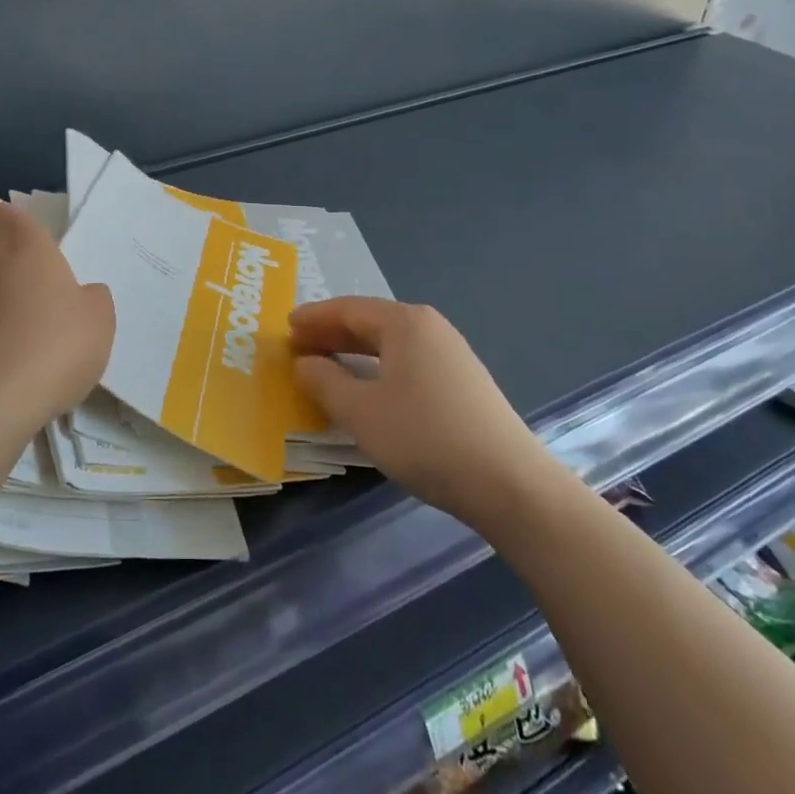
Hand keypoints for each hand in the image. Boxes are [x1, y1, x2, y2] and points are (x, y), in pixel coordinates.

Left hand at [0, 201, 114, 448]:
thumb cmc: (51, 344)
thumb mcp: (98, 320)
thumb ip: (92, 300)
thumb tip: (81, 296)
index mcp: (21, 246)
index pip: (2, 216)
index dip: (13, 226)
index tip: (32, 247)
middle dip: (16, 279)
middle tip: (48, 310)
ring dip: (1, 318)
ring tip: (32, 355)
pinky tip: (12, 381)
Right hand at [292, 297, 558, 526]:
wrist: (510, 484)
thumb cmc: (424, 438)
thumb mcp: (361, 412)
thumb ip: (324, 382)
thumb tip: (304, 362)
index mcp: (404, 323)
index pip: (347, 309)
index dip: (313, 318)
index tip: (285, 327)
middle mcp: (429, 328)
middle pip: (369, 322)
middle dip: (331, 333)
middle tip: (298, 346)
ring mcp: (451, 354)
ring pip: (390, 343)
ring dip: (354, 352)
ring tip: (326, 366)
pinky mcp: (463, 382)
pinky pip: (408, 361)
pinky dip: (378, 367)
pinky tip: (369, 388)